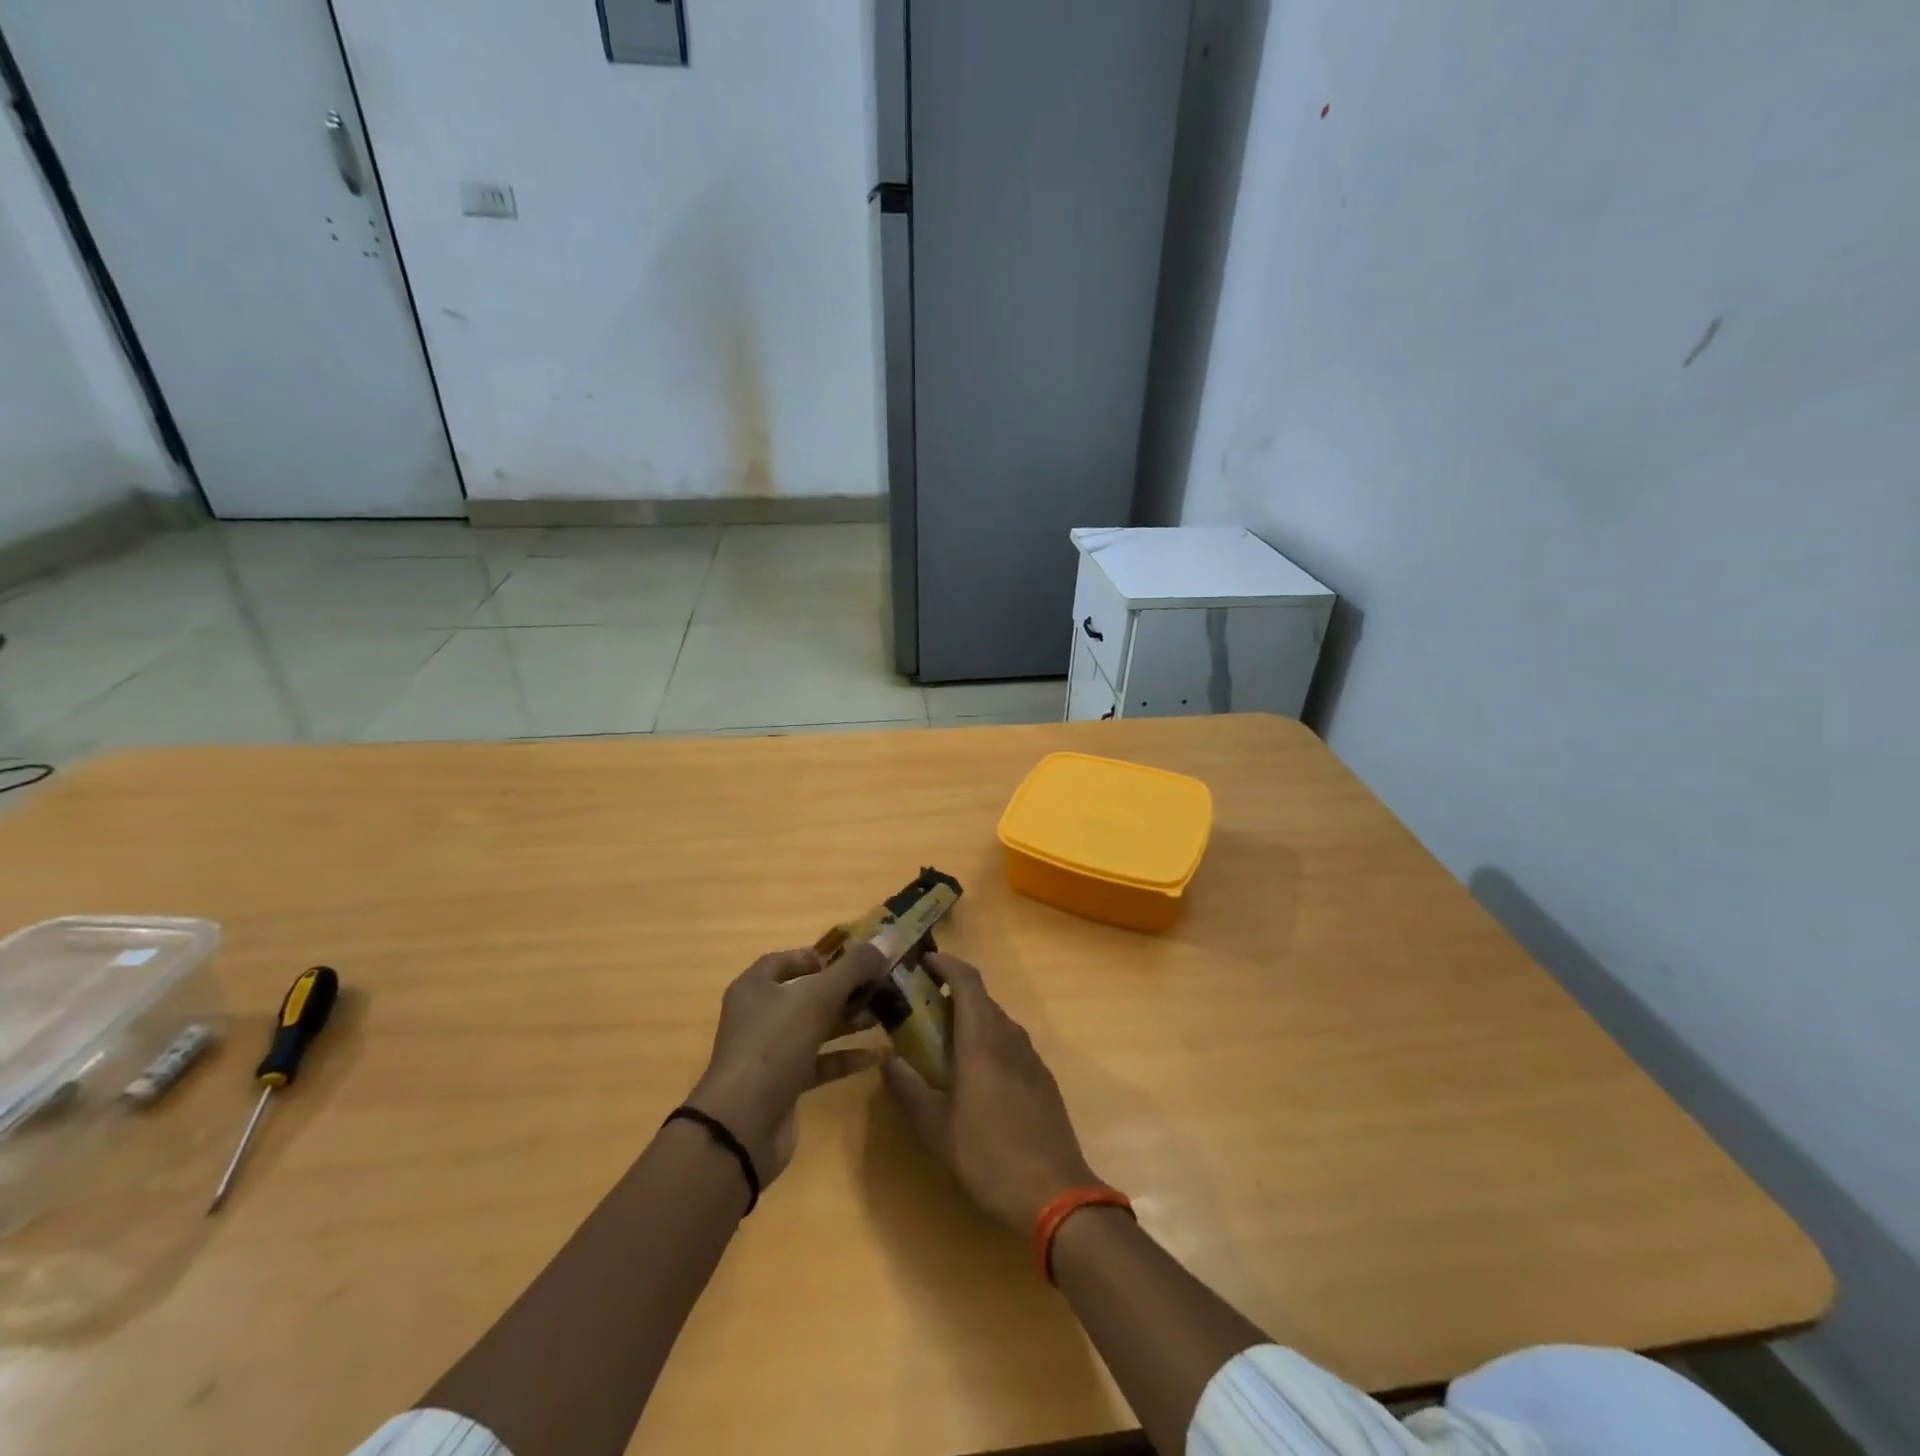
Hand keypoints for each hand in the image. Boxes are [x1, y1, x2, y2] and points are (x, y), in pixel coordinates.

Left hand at [687, 946, 887, 1182]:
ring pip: (815, 1028)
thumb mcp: (817, 997)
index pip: (785, 960)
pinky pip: (819, 1063)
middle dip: (843, 989)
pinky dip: (846, 1057)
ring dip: (848, 1021)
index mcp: (755, 987)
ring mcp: (770, 1053)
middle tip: (880, 985)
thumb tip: (886, 940)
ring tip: (886, 1014)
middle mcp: (759, 1016)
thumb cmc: (774, 1044)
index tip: (853, 959)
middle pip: (805, 994)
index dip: (819, 956)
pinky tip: (878, 1054)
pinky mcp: (783, 1086)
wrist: (743, 1125)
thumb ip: (853, 968)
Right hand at [882, 953, 1100, 1233]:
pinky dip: (988, 1042)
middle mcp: (1010, 1038)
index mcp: (983, 1040)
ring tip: (943, 1042)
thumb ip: (908, 1090)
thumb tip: (886, 1060)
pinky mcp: (1043, 1079)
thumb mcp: (936, 1129)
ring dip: (971, 1020)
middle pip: (982, 999)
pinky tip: (975, 1075)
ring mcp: (1031, 1058)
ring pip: (997, 1022)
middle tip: (921, 1009)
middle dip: (952, 995)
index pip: (967, 981)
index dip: (946, 964)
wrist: (1056, 1195)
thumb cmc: (989, 1157)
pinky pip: (1011, 1044)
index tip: (923, 961)